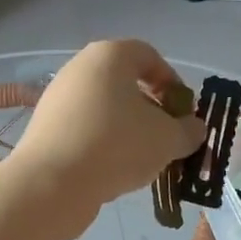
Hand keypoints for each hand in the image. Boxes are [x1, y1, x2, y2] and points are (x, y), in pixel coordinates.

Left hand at [6, 41, 205, 236]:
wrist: (51, 183)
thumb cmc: (116, 146)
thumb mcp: (167, 139)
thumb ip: (188, 130)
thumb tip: (194, 129)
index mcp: (110, 56)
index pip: (150, 56)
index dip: (172, 82)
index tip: (184, 112)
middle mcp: (80, 67)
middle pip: (126, 82)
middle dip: (152, 109)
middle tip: (167, 137)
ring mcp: (59, 97)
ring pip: (105, 107)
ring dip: (128, 128)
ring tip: (143, 159)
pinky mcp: (46, 127)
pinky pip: (85, 127)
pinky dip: (103, 142)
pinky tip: (114, 169)